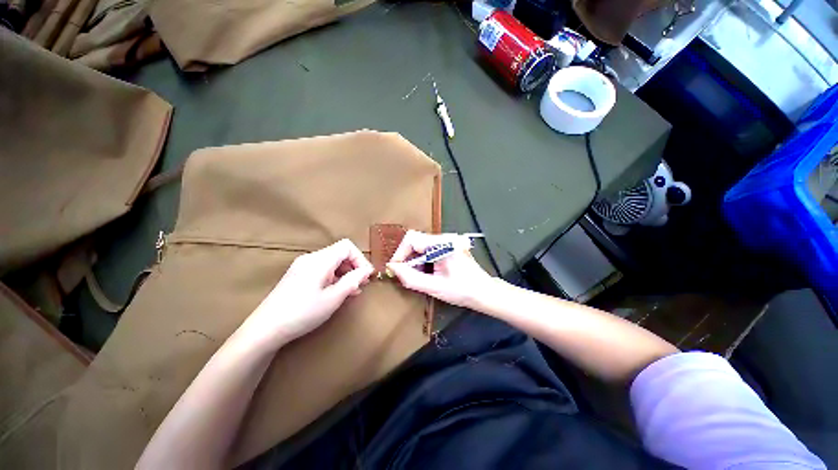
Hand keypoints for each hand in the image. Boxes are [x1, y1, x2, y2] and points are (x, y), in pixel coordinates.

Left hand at [241, 239, 374, 346]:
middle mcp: (311, 258)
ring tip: (352, 290)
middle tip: (361, 284)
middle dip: (354, 266)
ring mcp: (303, 266)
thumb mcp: (333, 298)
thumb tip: (367, 270)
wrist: (265, 329)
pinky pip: (322, 269)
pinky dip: (334, 276)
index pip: (347, 246)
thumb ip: (353, 281)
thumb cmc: (302, 313)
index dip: (360, 258)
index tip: (366, 276)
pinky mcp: (298, 275)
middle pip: (339, 252)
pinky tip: (337, 291)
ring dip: (345, 272)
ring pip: (332, 261)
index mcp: (320, 260)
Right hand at [386, 230, 493, 308]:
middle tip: (406, 275)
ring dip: (415, 260)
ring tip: (419, 276)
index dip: (400, 253)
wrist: (484, 292)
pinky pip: (428, 248)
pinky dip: (423, 260)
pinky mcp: (449, 245)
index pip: (412, 239)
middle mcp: (446, 237)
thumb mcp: (434, 288)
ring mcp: (448, 240)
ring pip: (421, 244)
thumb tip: (392, 268)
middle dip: (408, 258)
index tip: (395, 269)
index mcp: (444, 244)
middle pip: (416, 240)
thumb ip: (411, 278)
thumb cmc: (463, 291)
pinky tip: (427, 272)